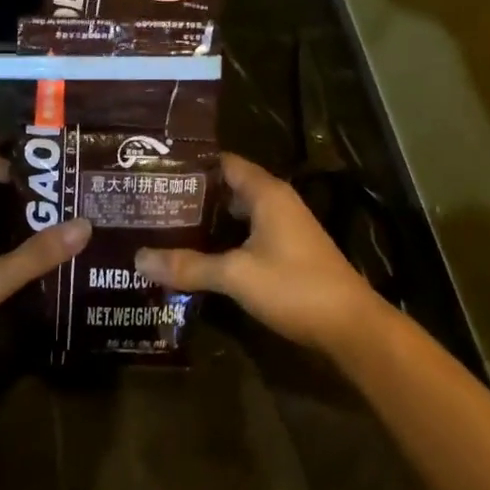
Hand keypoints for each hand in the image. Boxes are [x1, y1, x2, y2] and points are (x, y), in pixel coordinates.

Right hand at [135, 153, 387, 356]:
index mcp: (267, 194)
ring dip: (206, 222)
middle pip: (227, 189)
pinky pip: (246, 237)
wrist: (351, 326)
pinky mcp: (287, 254)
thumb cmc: (295, 287)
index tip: (154, 171)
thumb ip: (189, 266)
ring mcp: (283, 229)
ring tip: (164, 228)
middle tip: (150, 204)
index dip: (190, 165)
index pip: (223, 163)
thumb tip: (138, 259)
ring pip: (236, 216)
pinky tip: (196, 257)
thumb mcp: (236, 275)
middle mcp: (276, 203)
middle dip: (191, 196)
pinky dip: (222, 242)